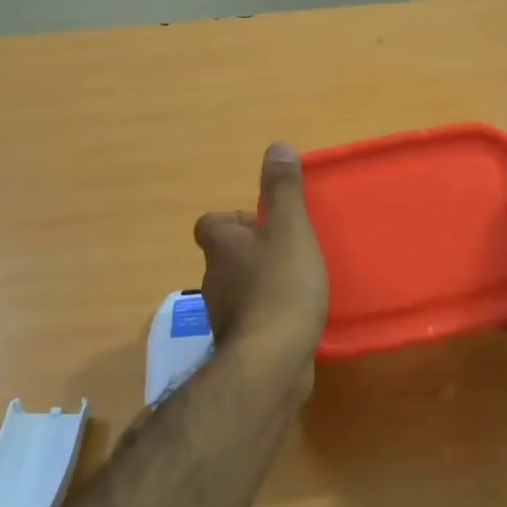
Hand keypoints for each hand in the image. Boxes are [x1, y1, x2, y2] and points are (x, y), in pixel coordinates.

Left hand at [193, 144, 328, 372]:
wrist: (272, 360)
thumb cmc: (281, 286)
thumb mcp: (289, 230)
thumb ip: (283, 191)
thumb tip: (276, 147)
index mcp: (221, 246)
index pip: (211, 224)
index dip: (235, 220)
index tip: (266, 224)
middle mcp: (212, 278)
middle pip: (226, 256)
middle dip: (252, 252)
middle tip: (289, 252)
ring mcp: (223, 315)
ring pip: (238, 289)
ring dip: (260, 284)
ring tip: (296, 284)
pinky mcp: (238, 344)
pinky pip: (252, 319)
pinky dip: (267, 315)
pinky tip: (293, 318)